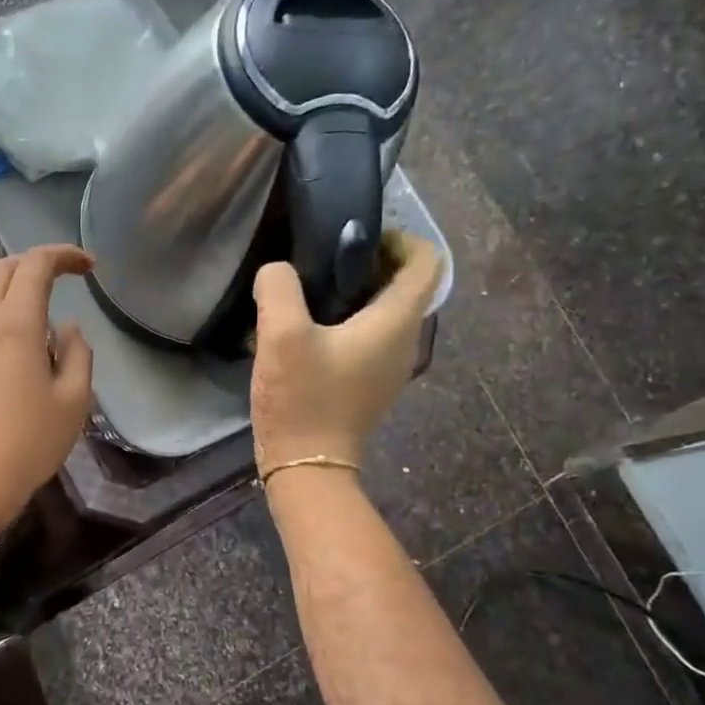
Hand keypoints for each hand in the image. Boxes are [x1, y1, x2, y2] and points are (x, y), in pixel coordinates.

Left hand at [0, 244, 94, 528]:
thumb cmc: (30, 443)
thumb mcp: (73, 400)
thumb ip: (77, 353)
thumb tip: (67, 328)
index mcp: (14, 323)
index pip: (36, 267)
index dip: (63, 256)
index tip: (88, 266)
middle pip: (0, 269)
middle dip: (32, 263)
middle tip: (60, 276)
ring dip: (5, 281)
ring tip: (31, 298)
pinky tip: (5, 333)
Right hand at [250, 231, 442, 471]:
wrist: (307, 466)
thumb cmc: (302, 399)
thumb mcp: (281, 336)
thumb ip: (279, 288)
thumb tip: (278, 271)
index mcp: (395, 322)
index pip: (427, 261)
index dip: (400, 239)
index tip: (357, 239)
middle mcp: (405, 341)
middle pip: (407, 284)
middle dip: (372, 262)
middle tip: (324, 262)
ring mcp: (390, 366)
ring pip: (387, 311)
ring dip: (358, 293)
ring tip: (312, 293)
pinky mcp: (370, 383)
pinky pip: (371, 336)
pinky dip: (350, 321)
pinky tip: (310, 330)